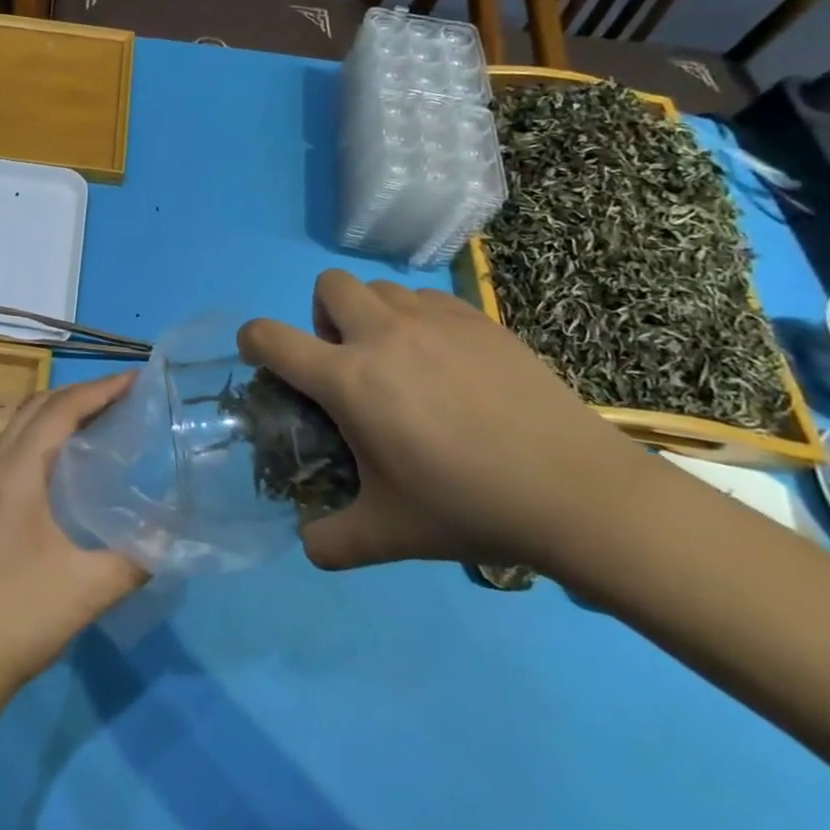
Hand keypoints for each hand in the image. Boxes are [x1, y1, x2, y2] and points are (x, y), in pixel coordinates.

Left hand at [0, 374, 146, 701]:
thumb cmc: (22, 616)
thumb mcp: (90, 588)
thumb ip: (138, 557)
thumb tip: (171, 534)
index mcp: (16, 473)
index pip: (60, 410)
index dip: (100, 389)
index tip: (137, 379)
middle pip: (38, 406)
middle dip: (82, 393)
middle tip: (125, 396)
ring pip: (21, 424)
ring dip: (60, 411)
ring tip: (103, 419)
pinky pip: (14, 446)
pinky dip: (44, 434)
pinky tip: (69, 460)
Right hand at [239, 270, 646, 569]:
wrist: (576, 491)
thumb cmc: (468, 507)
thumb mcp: (388, 535)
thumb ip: (332, 541)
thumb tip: (307, 545)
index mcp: (348, 379)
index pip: (270, 338)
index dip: (252, 341)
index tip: (263, 359)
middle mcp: (382, 335)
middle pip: (328, 285)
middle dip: (322, 315)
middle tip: (348, 362)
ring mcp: (433, 320)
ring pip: (380, 288)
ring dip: (372, 315)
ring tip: (401, 362)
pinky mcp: (478, 319)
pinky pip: (428, 298)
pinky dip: (420, 319)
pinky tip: (448, 364)